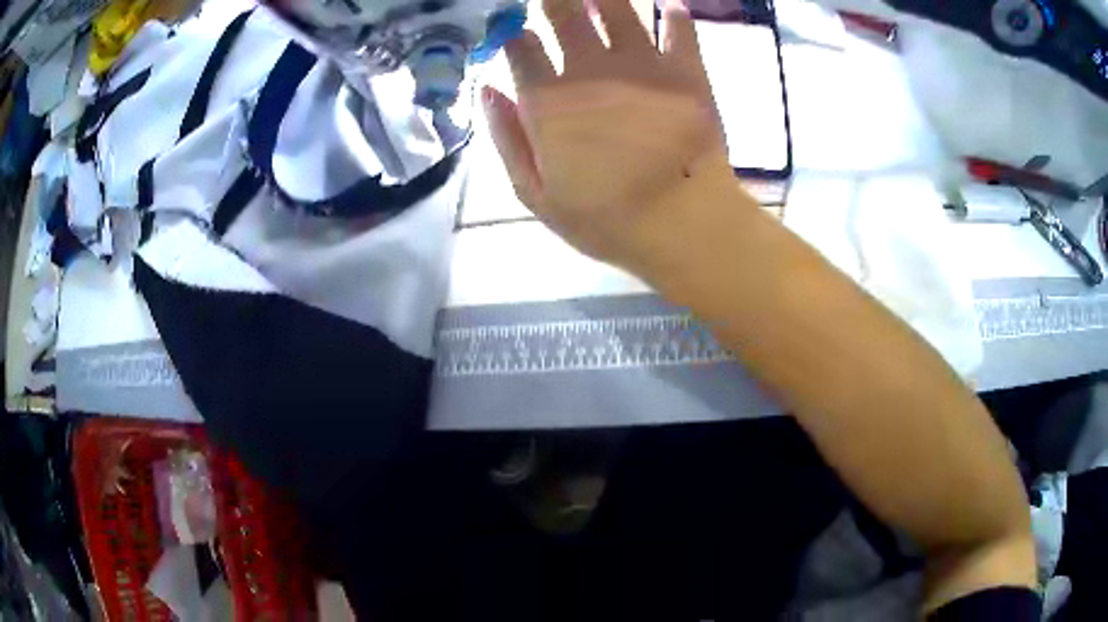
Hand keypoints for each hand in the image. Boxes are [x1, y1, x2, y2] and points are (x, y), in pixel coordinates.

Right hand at [483, 0, 738, 271]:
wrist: (684, 224)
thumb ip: (506, 138)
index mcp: (548, 99)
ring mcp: (641, 63)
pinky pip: (679, 27)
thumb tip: (487, 88)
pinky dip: (674, 13)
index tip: (515, 31)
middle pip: (563, 12)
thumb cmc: (605, 219)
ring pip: (617, 6)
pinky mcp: (686, 69)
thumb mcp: (535, 195)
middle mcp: (589, 67)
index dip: (514, 32)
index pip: (520, 46)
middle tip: (556, 1)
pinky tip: (669, 7)